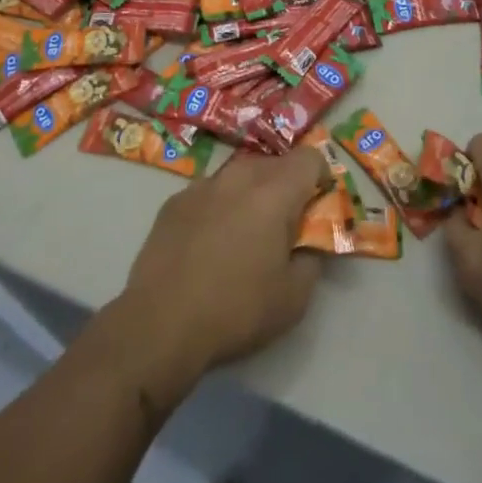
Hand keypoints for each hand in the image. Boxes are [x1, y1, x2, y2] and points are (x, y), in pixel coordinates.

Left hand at [122, 146, 330, 380]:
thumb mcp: (294, 297)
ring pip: (239, 176)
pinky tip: (209, 243)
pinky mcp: (174, 202)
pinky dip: (219, 207)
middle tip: (284, 227)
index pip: (310, 158)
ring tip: (244, 234)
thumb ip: (312, 258)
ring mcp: (201, 186)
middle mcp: (238, 177)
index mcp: (274, 193)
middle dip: (286, 187)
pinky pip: (209, 193)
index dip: (321, 178)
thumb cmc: (236, 310)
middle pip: (274, 164)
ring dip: (251, 195)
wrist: (160, 324)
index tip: (318, 208)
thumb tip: (309, 242)